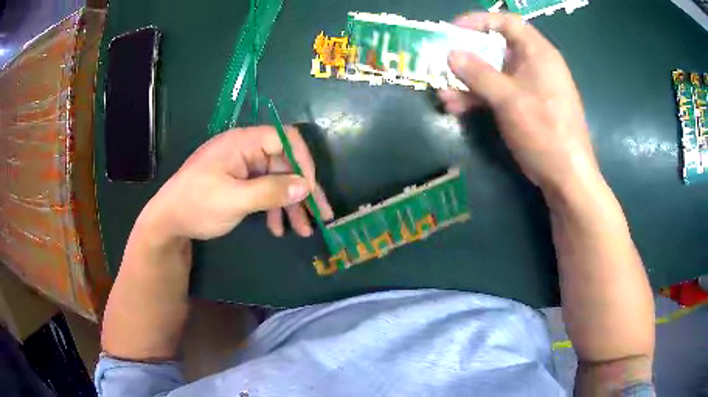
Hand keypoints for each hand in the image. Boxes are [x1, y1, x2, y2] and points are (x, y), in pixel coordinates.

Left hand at [139, 126, 333, 240]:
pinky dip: (274, 208)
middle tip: (319, 217)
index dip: (303, 161)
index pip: (285, 138)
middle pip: (285, 163)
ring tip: (303, 230)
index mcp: (243, 143)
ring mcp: (243, 167)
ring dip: (291, 205)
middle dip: (302, 191)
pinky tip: (277, 228)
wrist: (168, 221)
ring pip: (277, 180)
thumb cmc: (196, 205)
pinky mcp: (240, 183)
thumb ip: (270, 192)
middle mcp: (246, 150)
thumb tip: (306, 186)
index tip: (311, 189)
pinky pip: (264, 191)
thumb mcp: (233, 200)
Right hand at [440, 13, 600, 194]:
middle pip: (496, 47)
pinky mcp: (524, 107)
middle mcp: (534, 65)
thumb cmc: (545, 132)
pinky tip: (456, 106)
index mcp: (538, 53)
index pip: (507, 22)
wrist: (566, 178)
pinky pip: (497, 93)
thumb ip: (479, 74)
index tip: (453, 30)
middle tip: (441, 61)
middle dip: (467, 55)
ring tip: (442, 92)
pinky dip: (477, 97)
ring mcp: (529, 87)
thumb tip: (451, 54)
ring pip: (493, 73)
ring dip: (467, 81)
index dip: (479, 21)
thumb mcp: (510, 99)